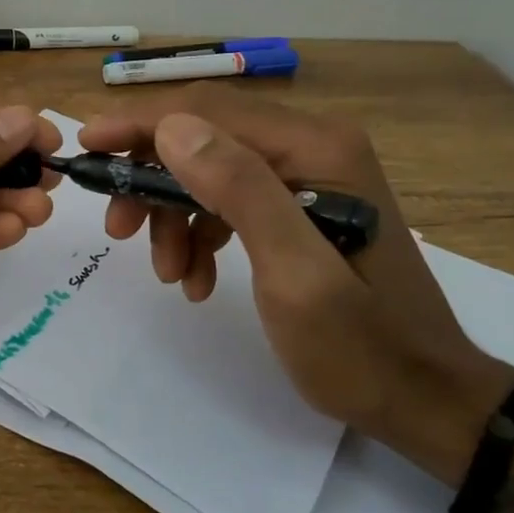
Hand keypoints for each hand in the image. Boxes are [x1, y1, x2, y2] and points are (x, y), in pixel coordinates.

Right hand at [82, 88, 513, 512]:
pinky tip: (197, 279)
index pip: (207, 112)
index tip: (87, 146)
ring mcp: (307, 174)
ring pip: (209, 171)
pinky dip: (201, 233)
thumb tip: (170, 127)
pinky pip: (229, 201)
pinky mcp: (299, 205)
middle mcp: (311, 145)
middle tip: (118, 228)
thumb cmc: (362, 347)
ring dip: (173, 215)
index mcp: (315, 147)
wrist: (426, 400)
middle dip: (151, 180)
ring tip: (169, 273)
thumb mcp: (295, 274)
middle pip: (203, 137)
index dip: (140, 125)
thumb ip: (239, 191)